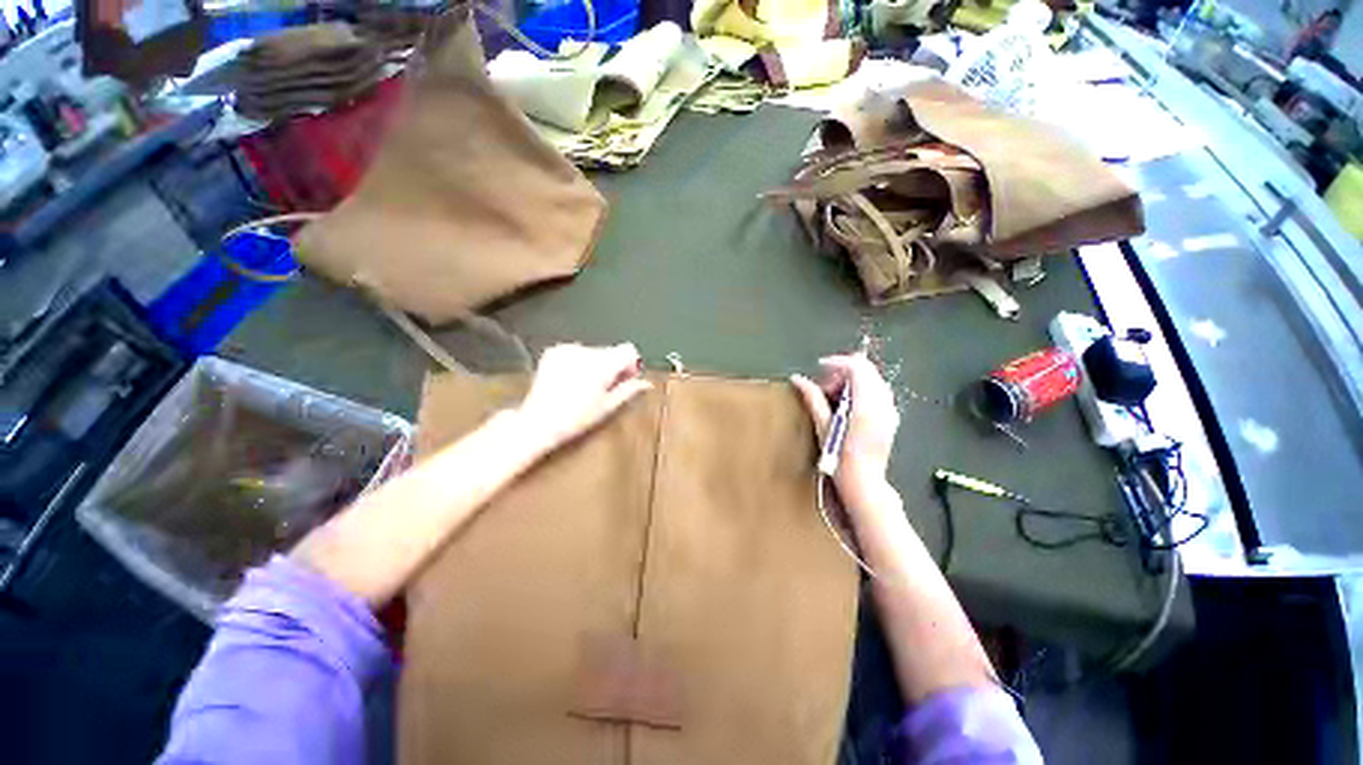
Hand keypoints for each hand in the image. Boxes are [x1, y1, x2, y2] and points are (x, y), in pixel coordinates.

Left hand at [517, 343, 651, 454]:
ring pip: (594, 351)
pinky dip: (579, 362)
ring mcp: (568, 350)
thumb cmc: (576, 418)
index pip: (629, 350)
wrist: (539, 422)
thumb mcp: (607, 407)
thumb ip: (628, 390)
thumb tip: (646, 383)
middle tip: (606, 388)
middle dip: (613, 366)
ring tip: (586, 387)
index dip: (632, 364)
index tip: (627, 379)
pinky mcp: (553, 351)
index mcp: (602, 365)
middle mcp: (586, 351)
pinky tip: (572, 381)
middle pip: (611, 351)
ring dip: (596, 365)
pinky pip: (576, 352)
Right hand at [791, 353, 899, 501]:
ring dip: (853, 381)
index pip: (857, 367)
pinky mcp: (891, 418)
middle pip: (867, 370)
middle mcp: (883, 403)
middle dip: (844, 372)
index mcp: (866, 405)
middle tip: (825, 387)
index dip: (838, 362)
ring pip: (873, 380)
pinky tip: (848, 406)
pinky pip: (879, 392)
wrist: (865, 483)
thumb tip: (797, 379)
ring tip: (834, 397)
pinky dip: (862, 390)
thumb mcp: (823, 426)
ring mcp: (890, 410)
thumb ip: (813, 398)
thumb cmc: (840, 458)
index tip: (820, 366)